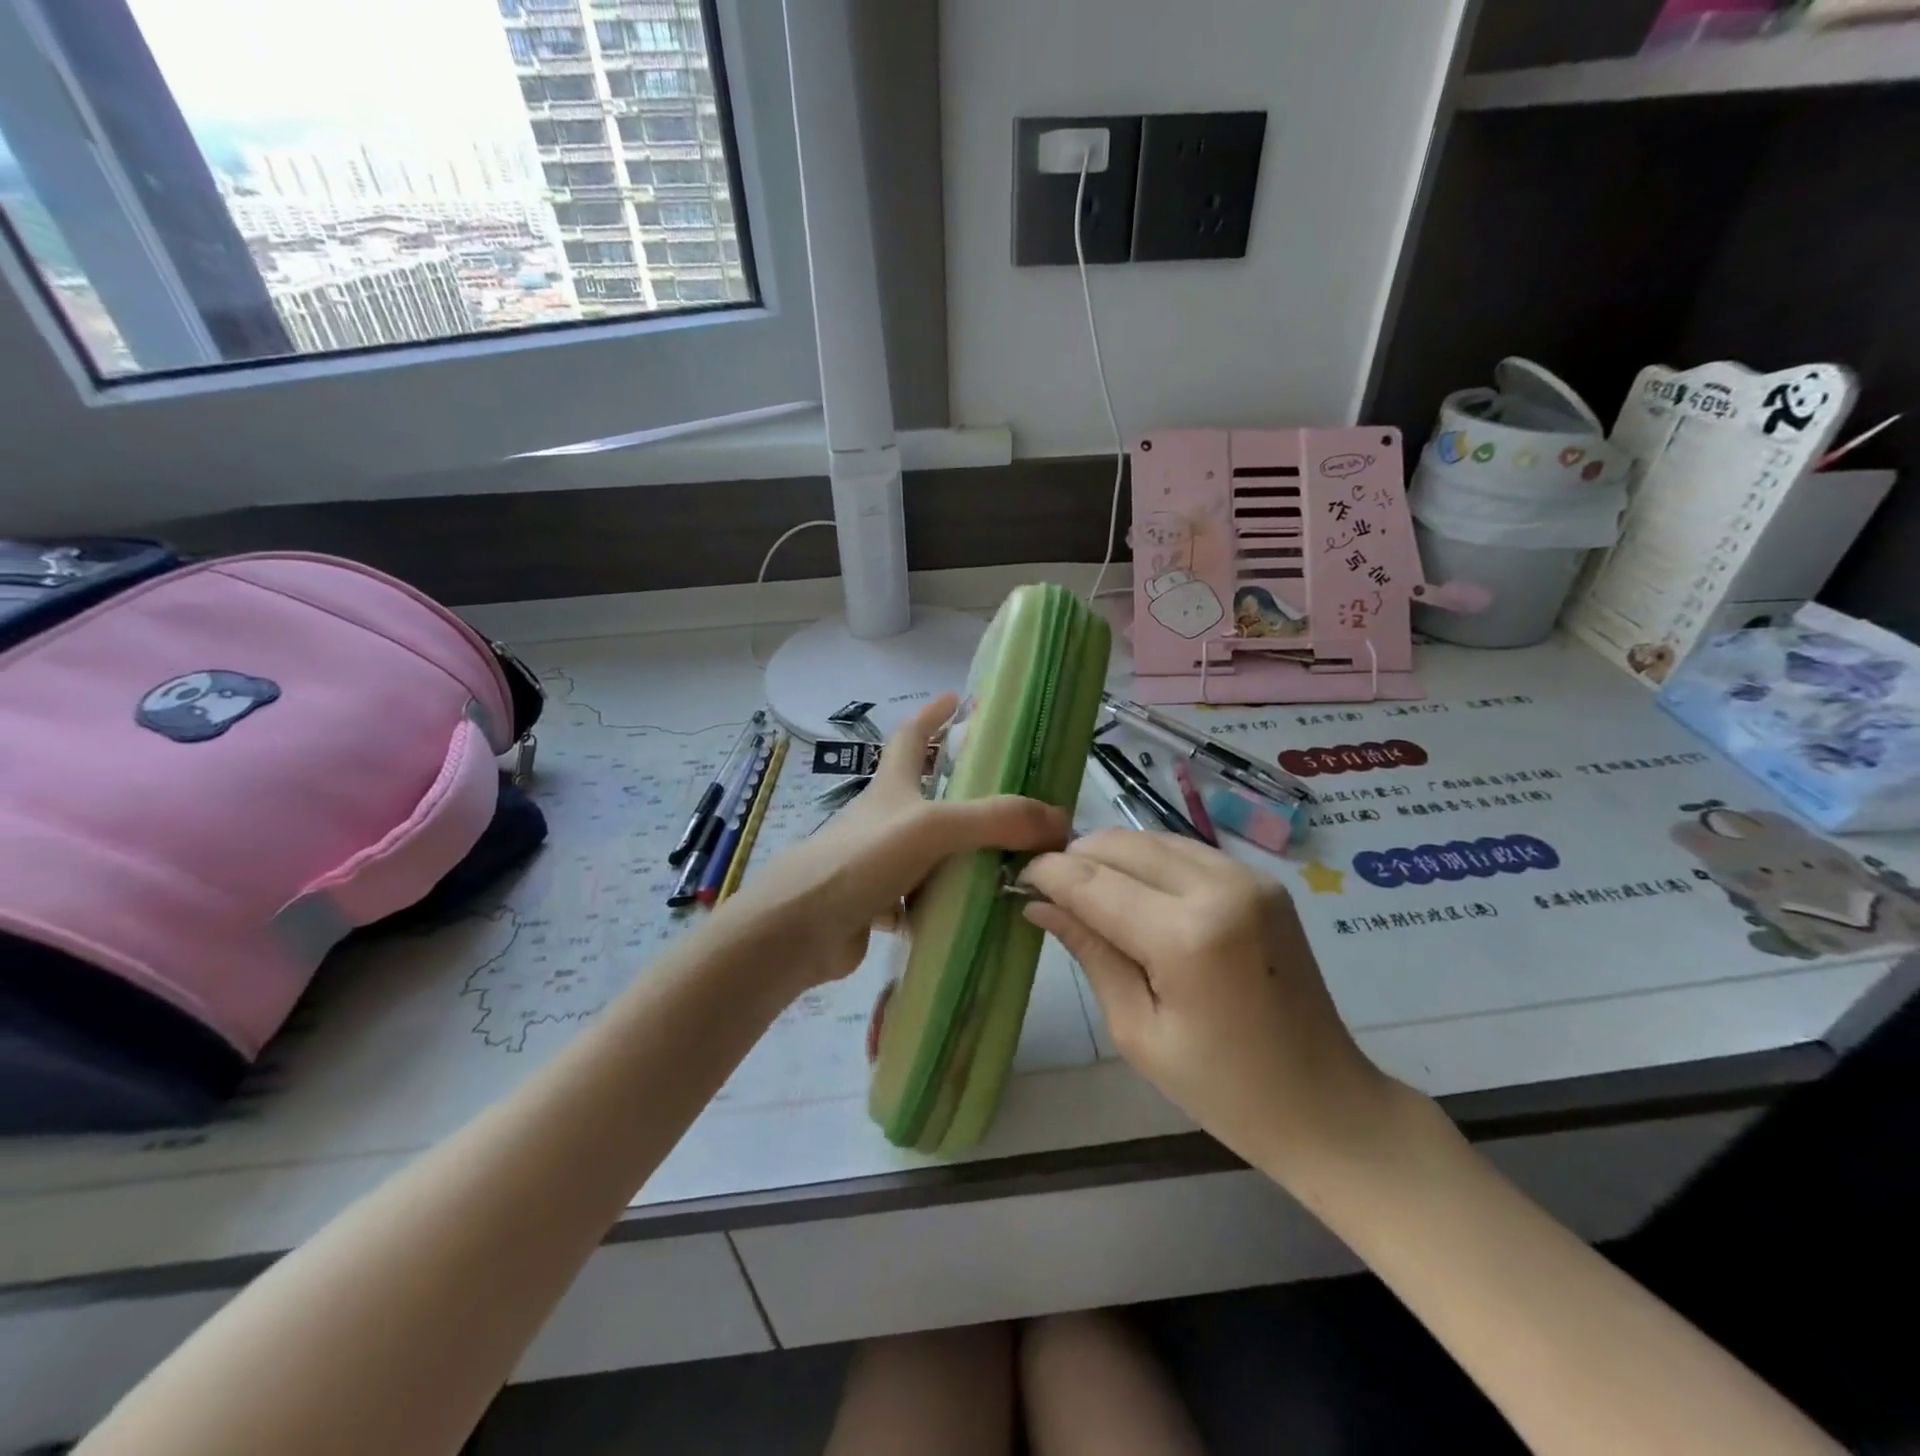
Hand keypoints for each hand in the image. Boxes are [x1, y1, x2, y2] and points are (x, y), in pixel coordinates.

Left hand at [725, 695, 1069, 987]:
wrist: (798, 930)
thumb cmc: (860, 860)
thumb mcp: (932, 827)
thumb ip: (995, 820)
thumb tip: (1059, 820)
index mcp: (892, 787)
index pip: (911, 736)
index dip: (933, 714)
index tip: (959, 699)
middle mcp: (884, 819)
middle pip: (924, 793)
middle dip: (962, 789)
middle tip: (1011, 796)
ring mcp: (877, 862)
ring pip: (928, 850)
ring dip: (961, 852)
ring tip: (1010, 859)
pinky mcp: (875, 904)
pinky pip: (921, 898)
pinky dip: (946, 901)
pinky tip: (976, 911)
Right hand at [1020, 831, 1398, 1177]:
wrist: (1327, 1103)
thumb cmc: (1222, 1089)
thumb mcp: (1138, 1030)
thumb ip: (1090, 952)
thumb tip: (1038, 903)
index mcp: (1187, 936)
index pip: (1093, 881)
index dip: (1048, 873)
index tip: (1017, 877)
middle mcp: (1220, 887)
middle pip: (1121, 844)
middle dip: (1076, 858)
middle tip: (1049, 890)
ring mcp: (1247, 877)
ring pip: (1151, 838)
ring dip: (1111, 857)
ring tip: (1088, 894)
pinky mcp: (1261, 879)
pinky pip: (1184, 851)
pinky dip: (1148, 862)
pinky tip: (1135, 894)